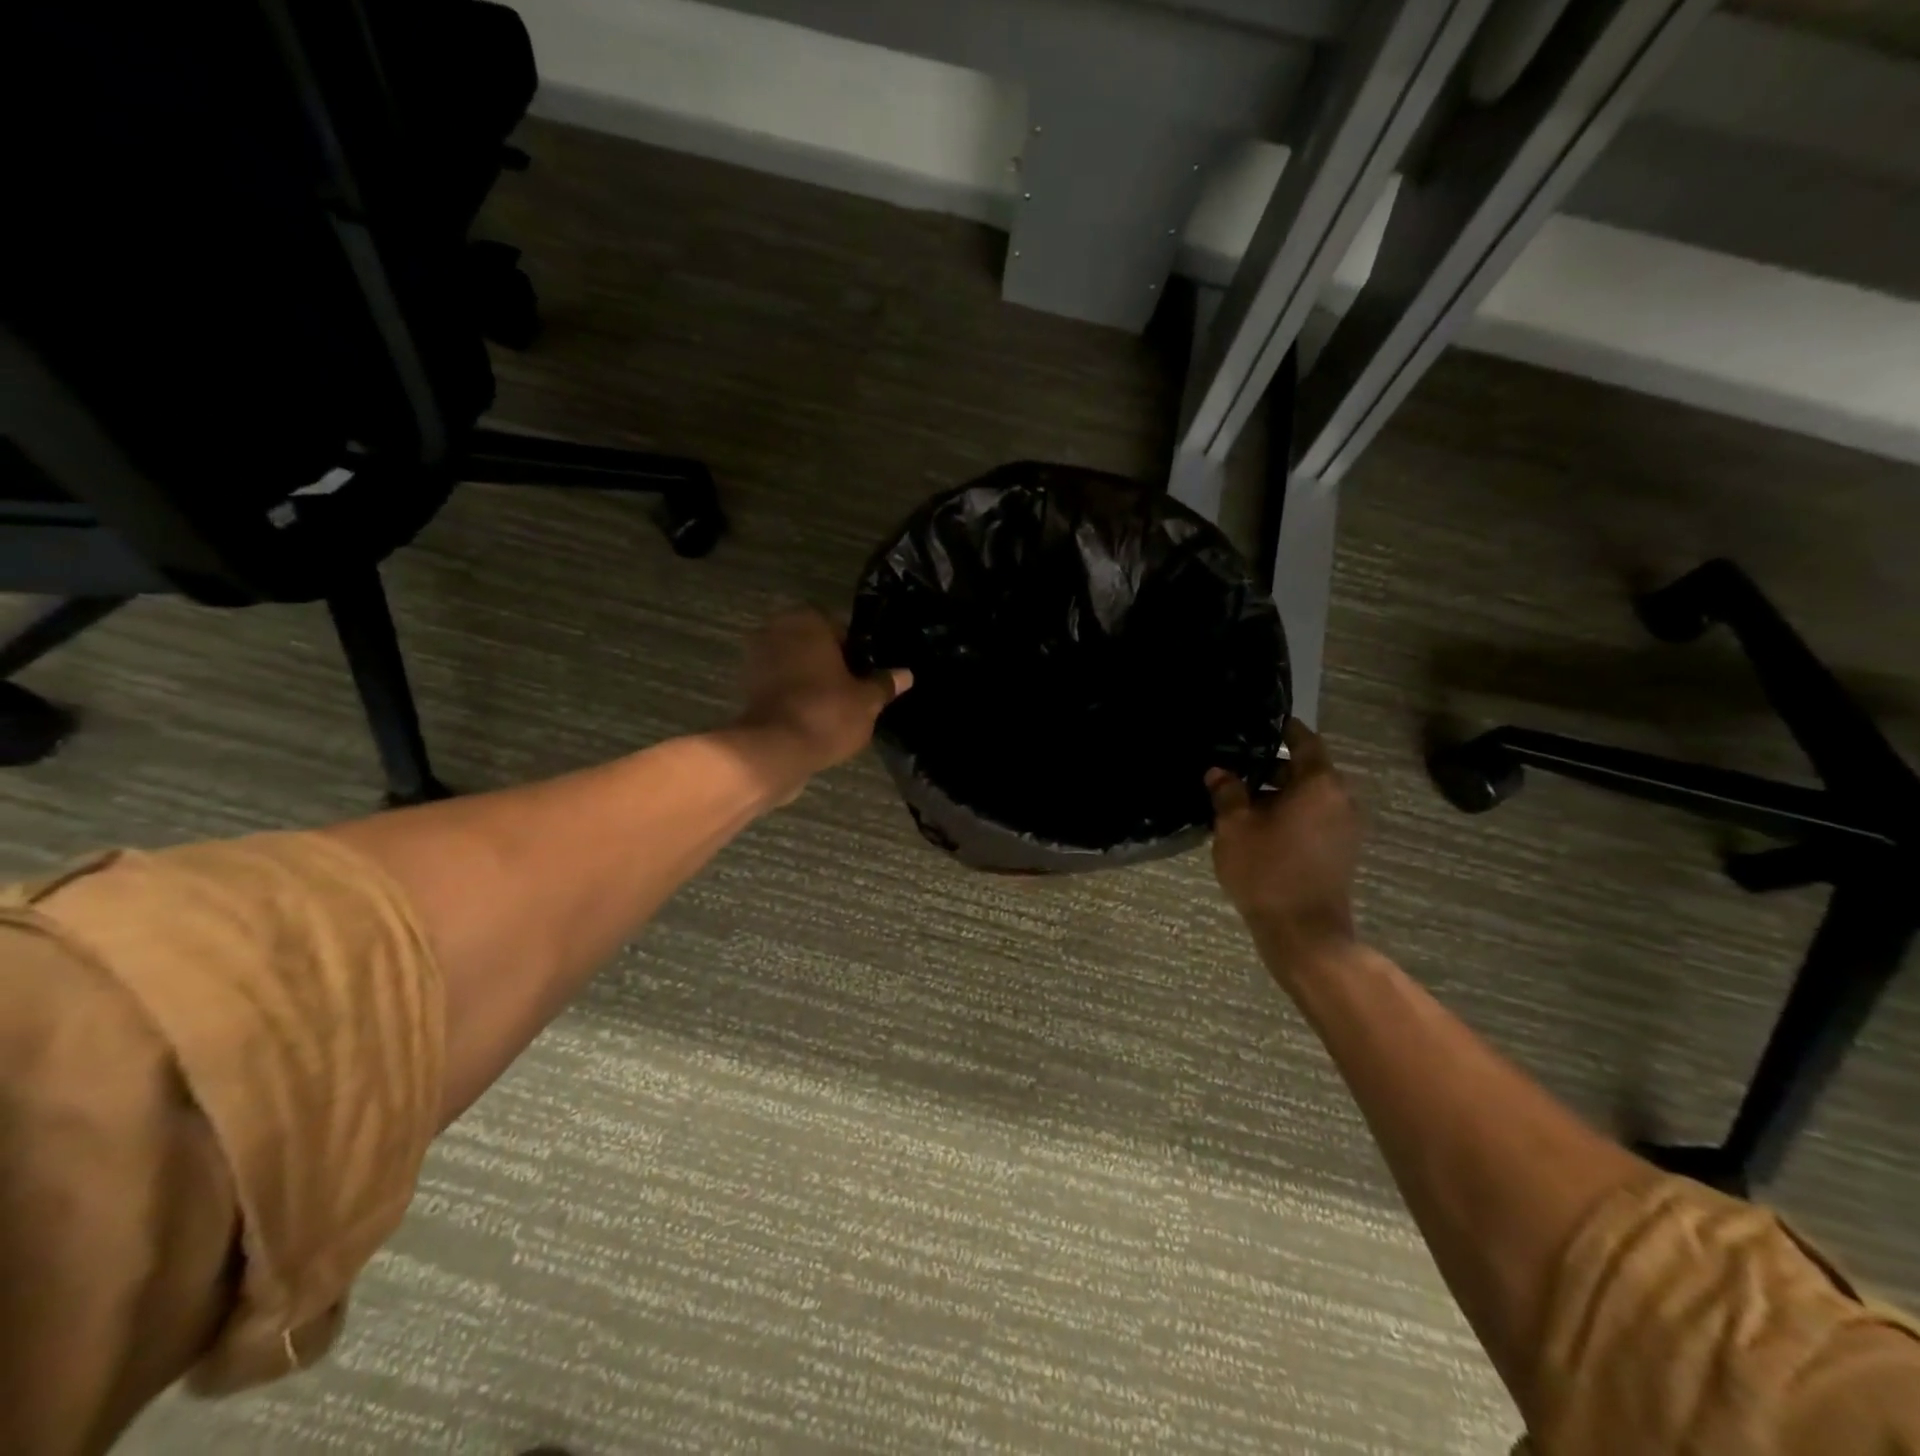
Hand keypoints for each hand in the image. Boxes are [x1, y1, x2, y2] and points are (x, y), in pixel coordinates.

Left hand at [732, 608, 910, 802]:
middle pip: (814, 645)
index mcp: (807, 621)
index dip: (856, 650)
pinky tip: (814, 718)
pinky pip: (780, 686)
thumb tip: (905, 674)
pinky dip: (795, 697)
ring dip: (811, 680)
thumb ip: (884, 684)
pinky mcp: (746, 689)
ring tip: (836, 707)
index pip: (839, 626)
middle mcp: (776, 631)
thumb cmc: (827, 713)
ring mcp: (756, 659)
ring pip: (795, 665)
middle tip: (854, 690)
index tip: (866, 673)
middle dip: (831, 664)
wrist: (775, 751)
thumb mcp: (867, 700)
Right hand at [1208, 721, 1361, 982]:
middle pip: (1307, 771)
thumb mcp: (1234, 827)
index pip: (1305, 742)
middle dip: (1274, 767)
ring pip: (1311, 797)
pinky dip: (1292, 814)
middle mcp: (1340, 799)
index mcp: (1318, 784)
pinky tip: (1261, 826)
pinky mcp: (1341, 851)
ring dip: (1281, 794)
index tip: (1265, 724)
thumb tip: (1219, 772)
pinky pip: (1316, 818)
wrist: (1304, 932)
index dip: (1285, 730)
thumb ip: (1228, 793)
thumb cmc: (1267, 870)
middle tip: (1238, 767)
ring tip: (1243, 800)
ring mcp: (1345, 827)